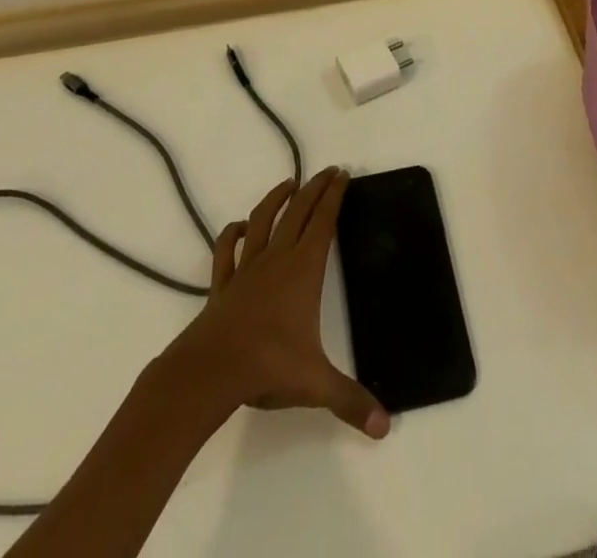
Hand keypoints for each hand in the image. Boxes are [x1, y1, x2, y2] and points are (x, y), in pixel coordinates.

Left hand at [166, 168, 389, 439]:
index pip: (323, 222)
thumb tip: (385, 426)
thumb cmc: (268, 366)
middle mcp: (277, 258)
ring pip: (263, 220)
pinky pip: (227, 249)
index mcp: (303, 270)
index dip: (334, 196)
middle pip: (298, 211)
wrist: (211, 369)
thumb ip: (350, 401)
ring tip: (288, 183)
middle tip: (327, 171)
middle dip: (314, 188)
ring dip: (276, 198)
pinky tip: (240, 226)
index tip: (343, 175)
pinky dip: (233, 233)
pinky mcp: (223, 282)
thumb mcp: (316, 385)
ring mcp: (247, 267)